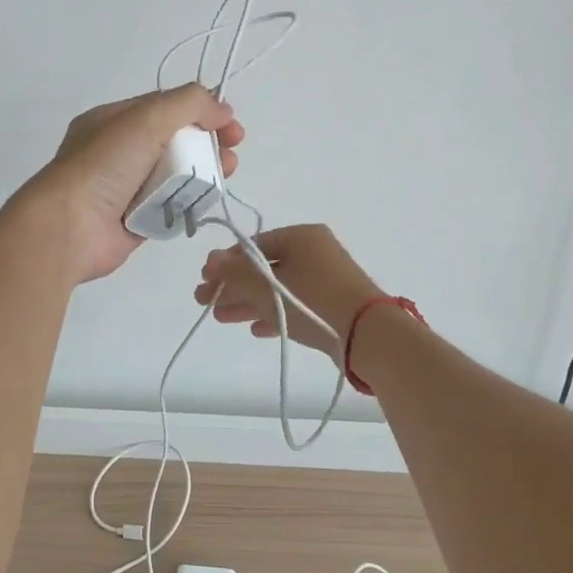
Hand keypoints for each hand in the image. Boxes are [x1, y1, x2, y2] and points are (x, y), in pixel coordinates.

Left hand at [22, 85, 243, 283]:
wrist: (69, 227)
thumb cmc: (104, 166)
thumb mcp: (146, 119)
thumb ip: (188, 104)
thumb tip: (222, 108)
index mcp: (114, 121)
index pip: (167, 107)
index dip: (202, 112)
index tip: (231, 125)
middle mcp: (120, 151)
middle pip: (175, 141)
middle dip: (208, 144)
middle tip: (232, 154)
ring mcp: (127, 187)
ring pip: (176, 175)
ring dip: (204, 173)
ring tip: (225, 176)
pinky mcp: (136, 220)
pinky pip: (171, 206)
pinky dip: (190, 203)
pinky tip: (206, 202)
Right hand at [194, 224, 381, 360]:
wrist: (367, 335)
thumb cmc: (312, 301)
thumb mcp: (267, 287)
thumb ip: (235, 274)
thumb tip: (211, 258)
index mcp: (301, 237)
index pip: (254, 245)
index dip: (226, 262)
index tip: (205, 279)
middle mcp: (314, 252)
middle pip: (264, 268)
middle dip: (233, 286)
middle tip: (205, 302)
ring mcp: (326, 279)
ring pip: (278, 288)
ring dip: (248, 301)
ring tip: (220, 317)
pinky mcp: (333, 304)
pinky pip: (295, 304)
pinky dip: (274, 313)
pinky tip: (254, 329)